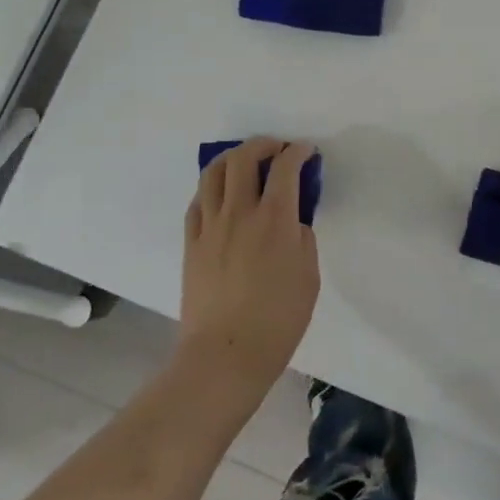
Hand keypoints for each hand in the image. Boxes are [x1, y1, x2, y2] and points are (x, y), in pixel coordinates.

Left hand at [179, 138, 319, 393]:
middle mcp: (240, 212)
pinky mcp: (191, 243)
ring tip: (246, 161)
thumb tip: (290, 221)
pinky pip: (198, 201)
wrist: (225, 355)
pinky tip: (222, 194)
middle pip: (244, 158)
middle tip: (277, 149)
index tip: (306, 151)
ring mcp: (210, 226)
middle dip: (263, 144)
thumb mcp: (308, 276)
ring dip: (233, 157)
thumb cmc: (278, 320)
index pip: (286, 168)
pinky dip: (212, 187)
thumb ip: (301, 238)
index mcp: (275, 219)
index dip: (298, 152)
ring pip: (214, 173)